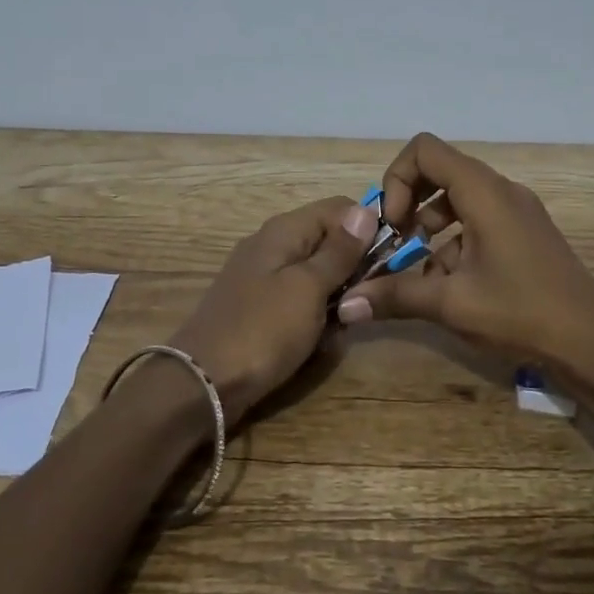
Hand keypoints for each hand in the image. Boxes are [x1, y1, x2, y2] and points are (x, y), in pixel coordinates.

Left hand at [167, 195, 378, 423]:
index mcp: (284, 230)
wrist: (203, 384)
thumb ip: (339, 251)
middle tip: (363, 301)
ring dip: (337, 298)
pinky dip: (315, 317)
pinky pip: (302, 301)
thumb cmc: (262, 330)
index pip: (340, 209)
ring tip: (340, 326)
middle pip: (330, 241)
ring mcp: (265, 278)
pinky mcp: (262, 308)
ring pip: (319, 275)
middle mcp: (274, 245)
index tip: (390, 261)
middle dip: (354, 269)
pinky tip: (319, 341)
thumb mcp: (308, 288)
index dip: (368, 229)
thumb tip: (366, 209)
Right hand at [335, 133, 593, 369]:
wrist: (593, 342)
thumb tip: (345, 305)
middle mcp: (500, 190)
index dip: (397, 179)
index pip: (425, 149)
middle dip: (410, 203)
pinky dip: (454, 241)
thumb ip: (395, 296)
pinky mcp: (524, 232)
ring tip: (420, 271)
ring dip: (430, 227)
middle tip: (398, 243)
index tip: (393, 224)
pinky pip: (478, 219)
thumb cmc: (521, 311)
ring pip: (458, 198)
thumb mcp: (451, 303)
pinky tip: (450, 284)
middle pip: (440, 170)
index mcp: (483, 191)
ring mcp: (516, 210)